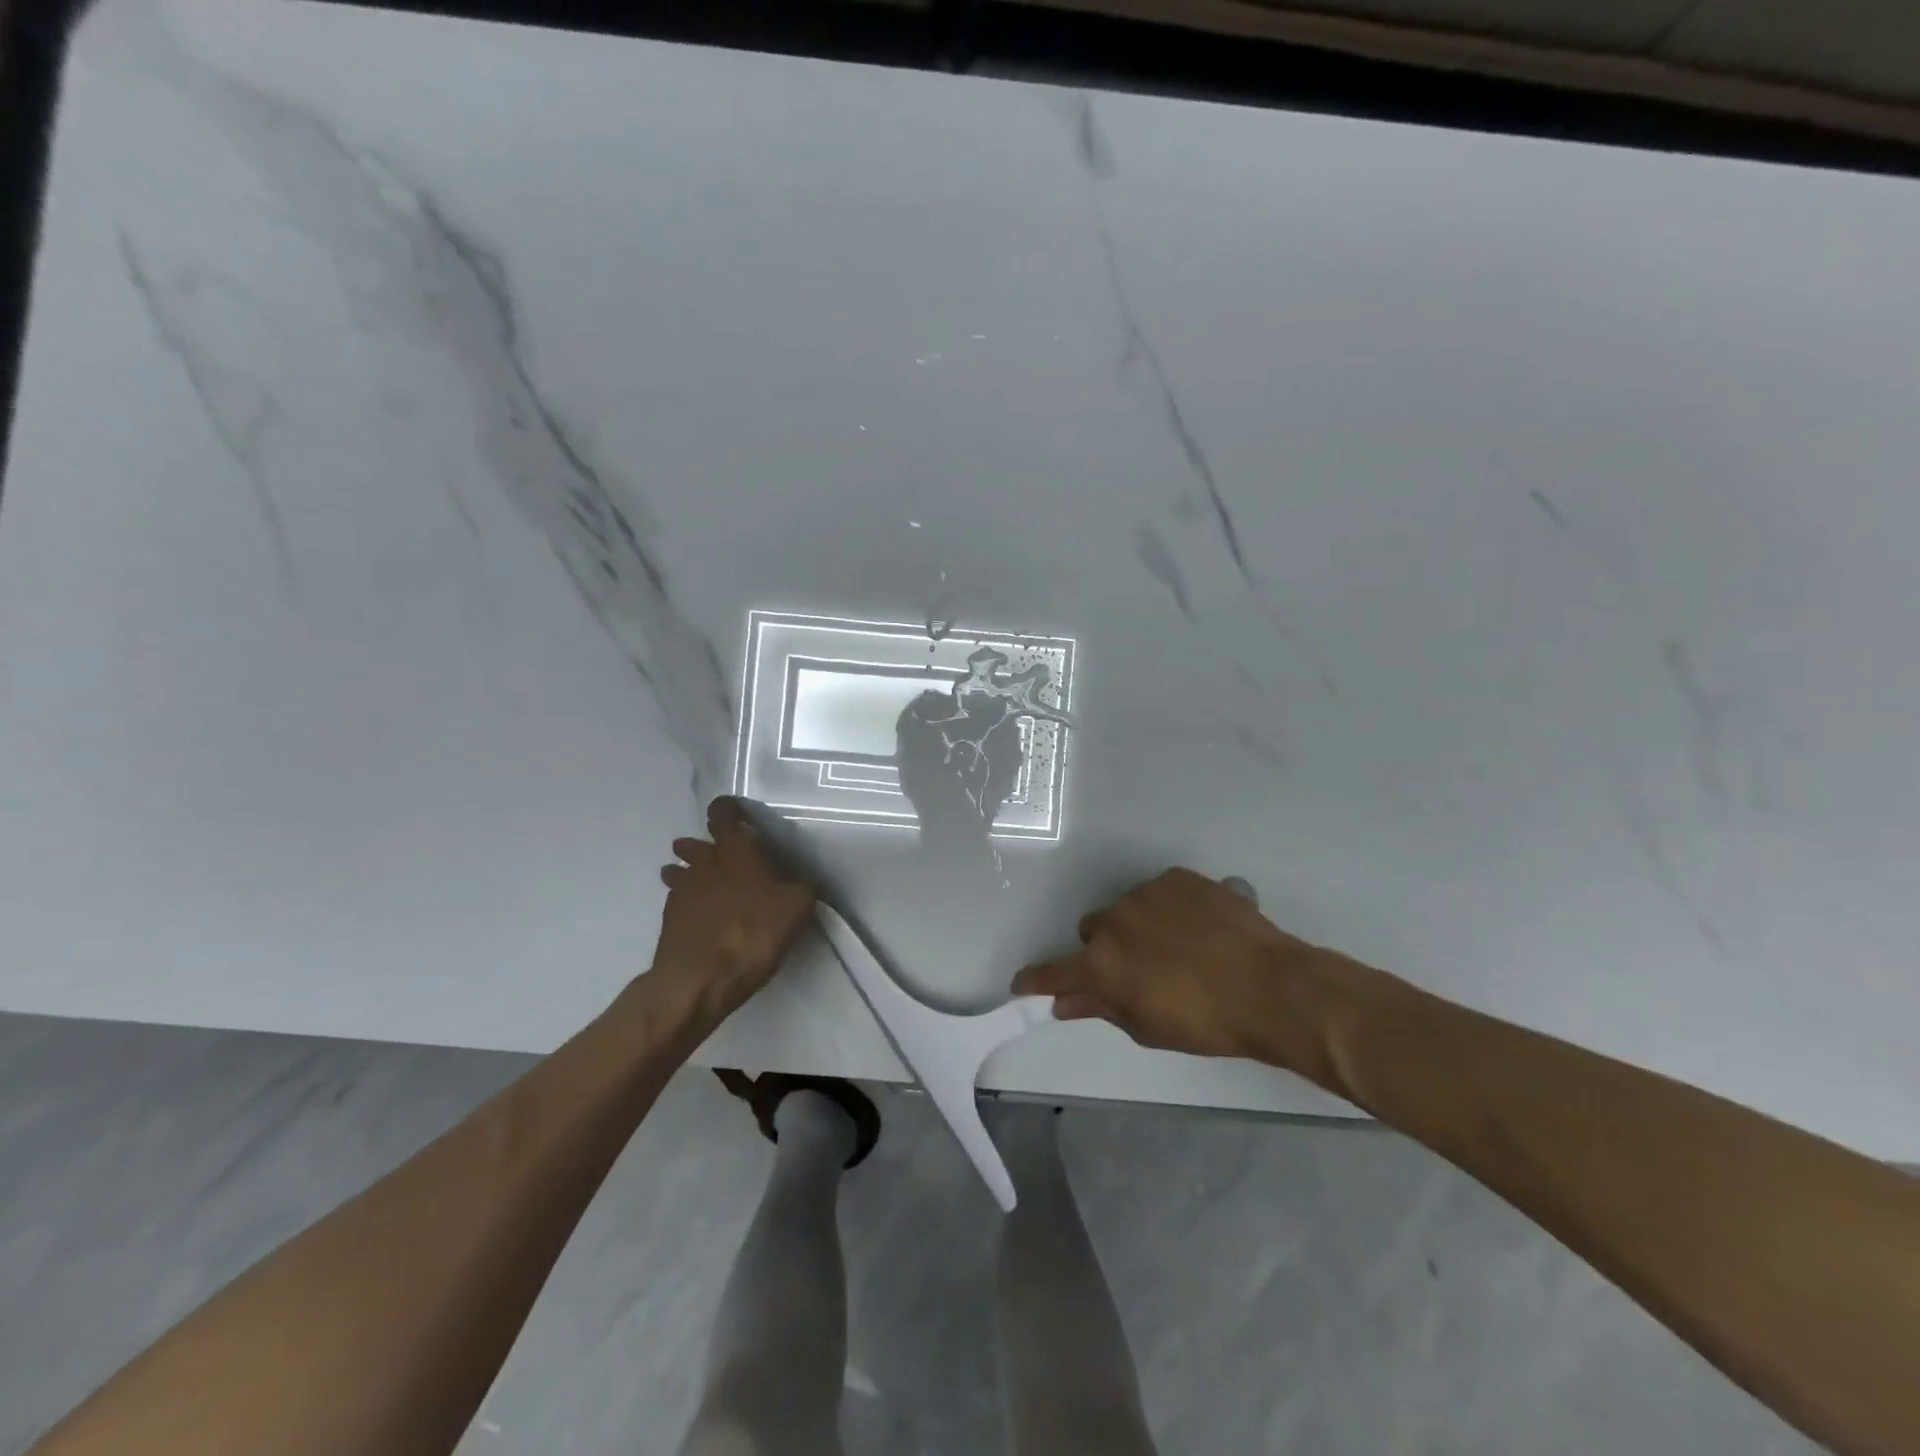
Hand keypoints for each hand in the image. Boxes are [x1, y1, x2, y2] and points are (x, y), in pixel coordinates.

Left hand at [650, 798, 816, 1021]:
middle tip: (715, 852)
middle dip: (701, 844)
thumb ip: (802, 888)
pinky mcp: (669, 920)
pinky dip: (686, 901)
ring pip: (679, 871)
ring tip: (698, 881)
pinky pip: (677, 900)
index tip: (734, 810)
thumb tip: (803, 881)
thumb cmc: (753, 932)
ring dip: (685, 871)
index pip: (723, 816)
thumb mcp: (796, 908)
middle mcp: (705, 864)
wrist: (699, 979)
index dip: (727, 809)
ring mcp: (681, 892)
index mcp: (736, 852)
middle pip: (695, 844)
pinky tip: (697, 915)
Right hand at [1013, 868, 1389, 1080]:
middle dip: (1106, 950)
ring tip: (1179, 947)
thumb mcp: (1148, 1027)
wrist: (1270, 986)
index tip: (1024, 982)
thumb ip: (1101, 1008)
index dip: (1037, 979)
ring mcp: (1147, 893)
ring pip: (1127, 908)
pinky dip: (1168, 908)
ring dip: (1138, 926)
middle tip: (1140, 971)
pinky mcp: (1178, 877)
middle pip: (1092, 931)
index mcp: (1102, 963)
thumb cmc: (1206, 1022)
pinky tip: (1198, 928)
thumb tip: (1064, 1004)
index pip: (1054, 972)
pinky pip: (1159, 892)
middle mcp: (1115, 920)